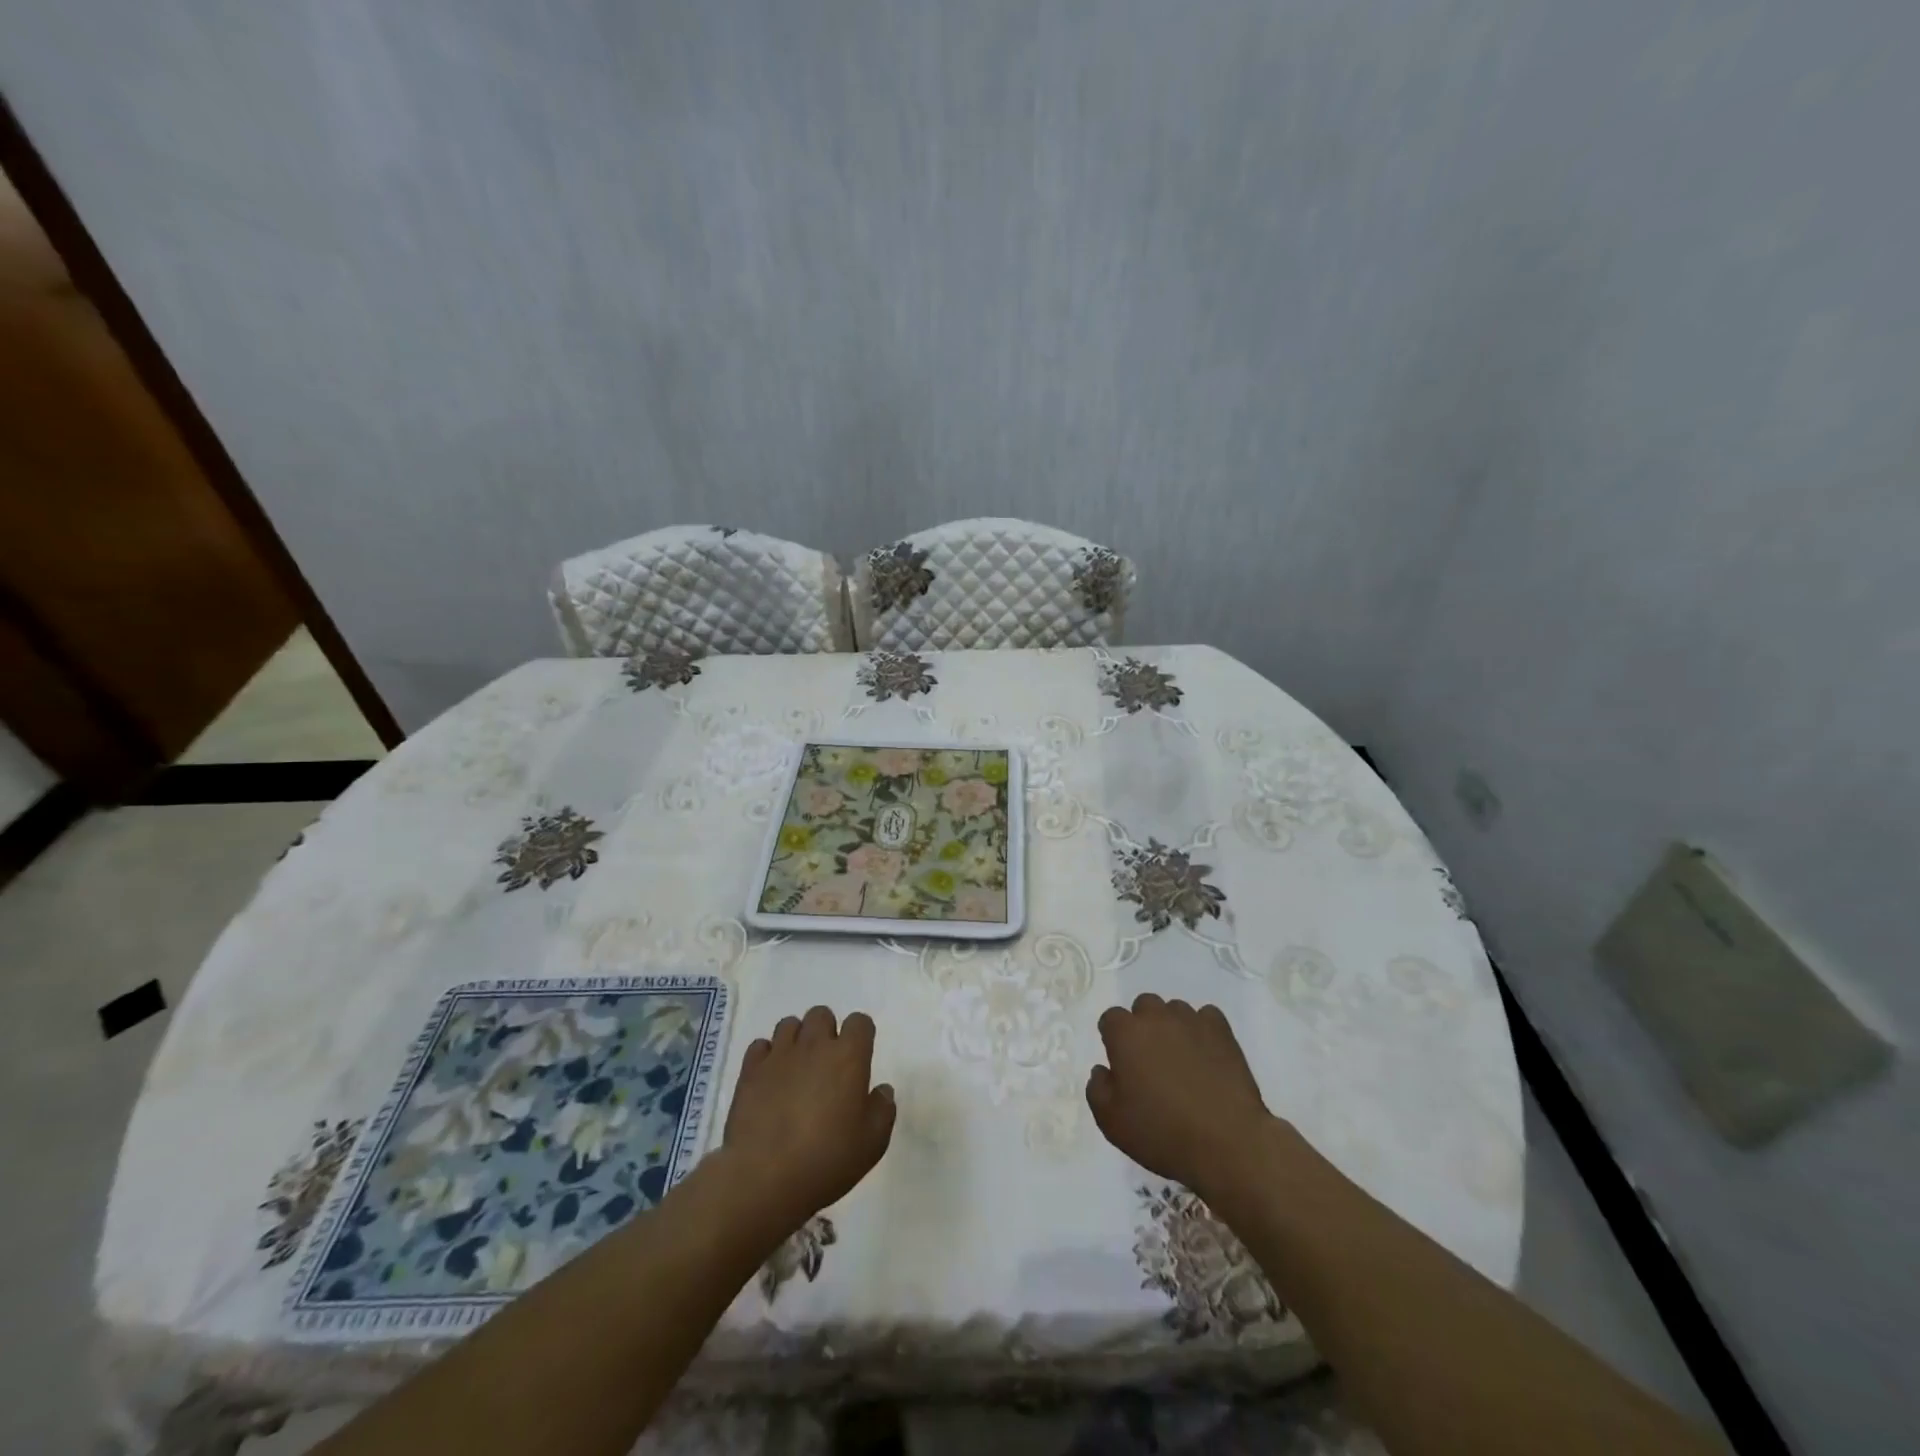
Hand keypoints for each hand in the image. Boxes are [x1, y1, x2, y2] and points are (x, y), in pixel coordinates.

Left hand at [722, 1006, 894, 1230]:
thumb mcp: (872, 1143)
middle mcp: (814, 1045)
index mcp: (848, 1056)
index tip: (859, 1058)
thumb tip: (881, 1090)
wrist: (764, 1177)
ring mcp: (779, 1055)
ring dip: (797, 1039)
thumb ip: (883, 1109)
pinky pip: (760, 1046)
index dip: (861, 1036)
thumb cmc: (827, 1159)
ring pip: (789, 1024)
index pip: (859, 1022)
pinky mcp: (750, 1070)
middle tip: (826, 1064)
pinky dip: (767, 1056)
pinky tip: (770, 1079)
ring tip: (797, 1069)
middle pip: (821, 1014)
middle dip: (826, 1031)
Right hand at [1086, 993, 1271, 1198]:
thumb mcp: (1111, 1122)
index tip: (1122, 1064)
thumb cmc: (1162, 1133)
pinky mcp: (1222, 1031)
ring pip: (1175, 1010)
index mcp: (1125, 1034)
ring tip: (1182, 1060)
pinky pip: (1207, 1017)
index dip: (1114, 1040)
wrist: (1226, 1143)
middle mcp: (1156, 1017)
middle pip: (1143, 1006)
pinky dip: (1203, 1030)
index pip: (1111, 1019)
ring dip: (1173, 1027)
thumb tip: (1102, 1070)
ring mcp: (1191, 1020)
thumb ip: (1097, 1089)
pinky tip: (1207, 1056)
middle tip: (1151, 1061)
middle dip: (1143, 1026)